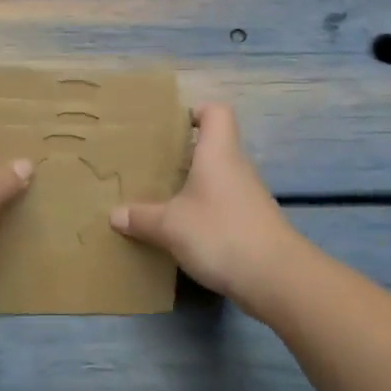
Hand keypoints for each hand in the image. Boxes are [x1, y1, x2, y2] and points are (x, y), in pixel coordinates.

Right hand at [109, 103, 301, 303]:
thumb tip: (115, 214)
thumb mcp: (170, 226)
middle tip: (153, 165)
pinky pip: (223, 206)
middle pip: (213, 147)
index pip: (216, 112)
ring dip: (193, 186)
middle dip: (184, 154)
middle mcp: (236, 168)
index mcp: (218, 154)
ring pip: (217, 179)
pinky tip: (183, 230)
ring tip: (162, 199)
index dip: (196, 112)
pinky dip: (204, 212)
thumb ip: (141, 217)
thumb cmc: (220, 233)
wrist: (276, 279)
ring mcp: (248, 197)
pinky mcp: (252, 224)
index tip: (171, 127)